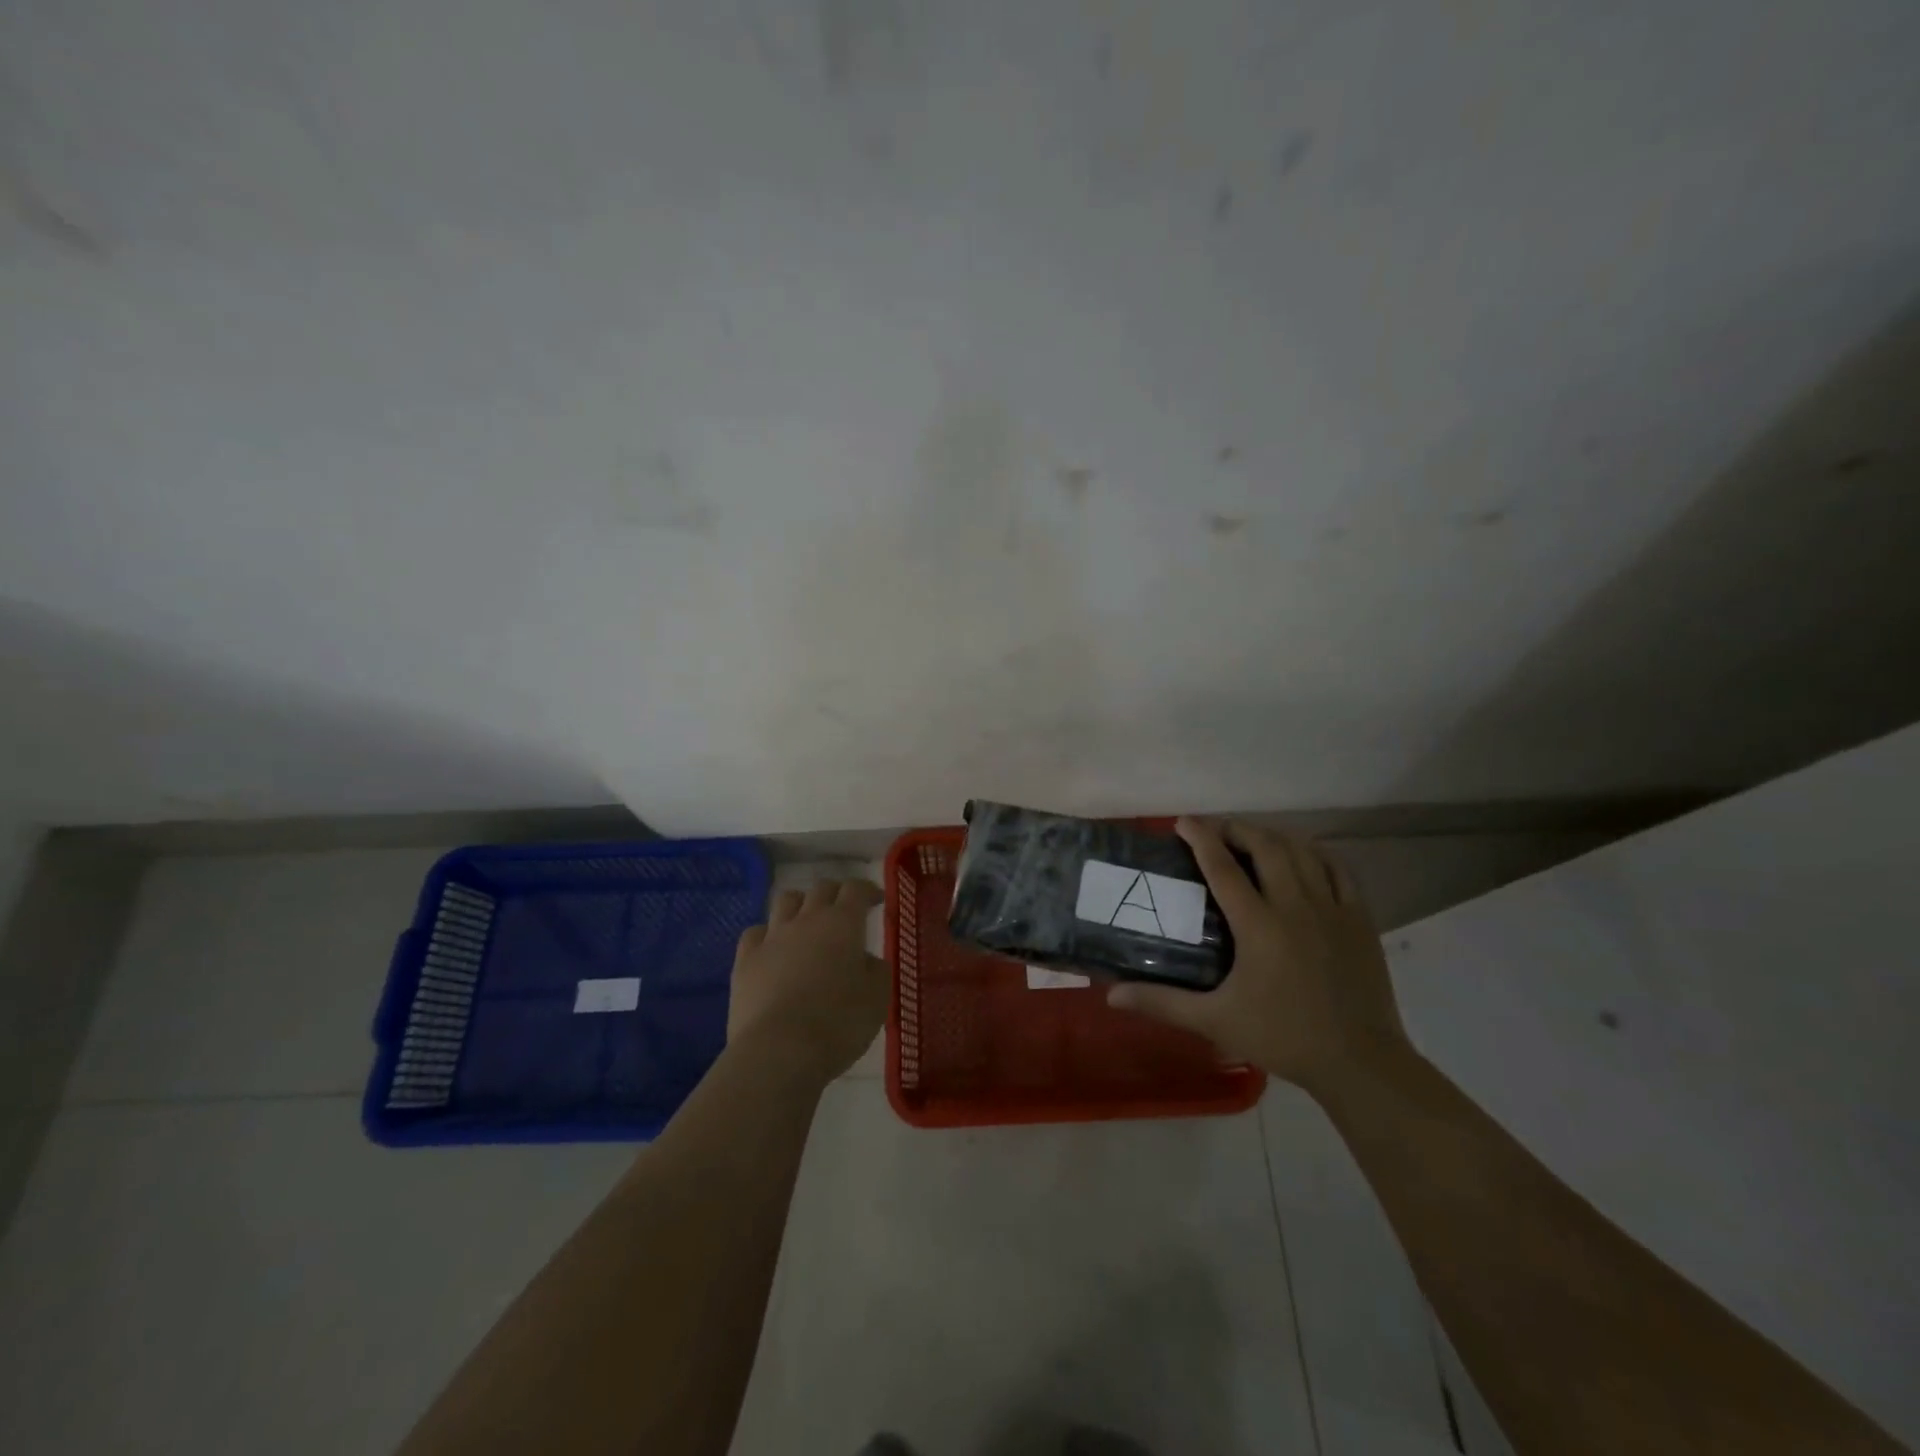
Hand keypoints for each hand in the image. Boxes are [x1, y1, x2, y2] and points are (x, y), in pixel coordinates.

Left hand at [728, 877, 887, 1084]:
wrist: (780, 1050)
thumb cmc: (839, 1023)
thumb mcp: (878, 998)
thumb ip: (877, 970)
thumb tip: (866, 960)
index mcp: (843, 923)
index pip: (856, 889)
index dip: (867, 890)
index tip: (875, 900)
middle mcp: (807, 920)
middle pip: (821, 888)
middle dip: (836, 893)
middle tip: (845, 909)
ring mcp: (772, 937)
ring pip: (785, 901)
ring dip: (800, 904)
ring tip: (806, 921)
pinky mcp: (745, 960)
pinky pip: (756, 932)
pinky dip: (767, 934)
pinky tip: (772, 948)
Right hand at [1107, 817, 1408, 1095]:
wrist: (1360, 1061)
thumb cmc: (1284, 1037)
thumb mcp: (1216, 1021)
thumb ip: (1163, 1003)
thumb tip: (1112, 995)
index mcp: (1258, 925)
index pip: (1223, 867)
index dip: (1201, 838)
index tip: (1182, 821)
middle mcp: (1295, 905)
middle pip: (1265, 846)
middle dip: (1237, 829)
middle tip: (1216, 831)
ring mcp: (1332, 908)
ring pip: (1302, 851)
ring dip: (1273, 836)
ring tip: (1254, 838)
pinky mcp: (1360, 919)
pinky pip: (1338, 869)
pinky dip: (1316, 853)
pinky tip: (1304, 855)